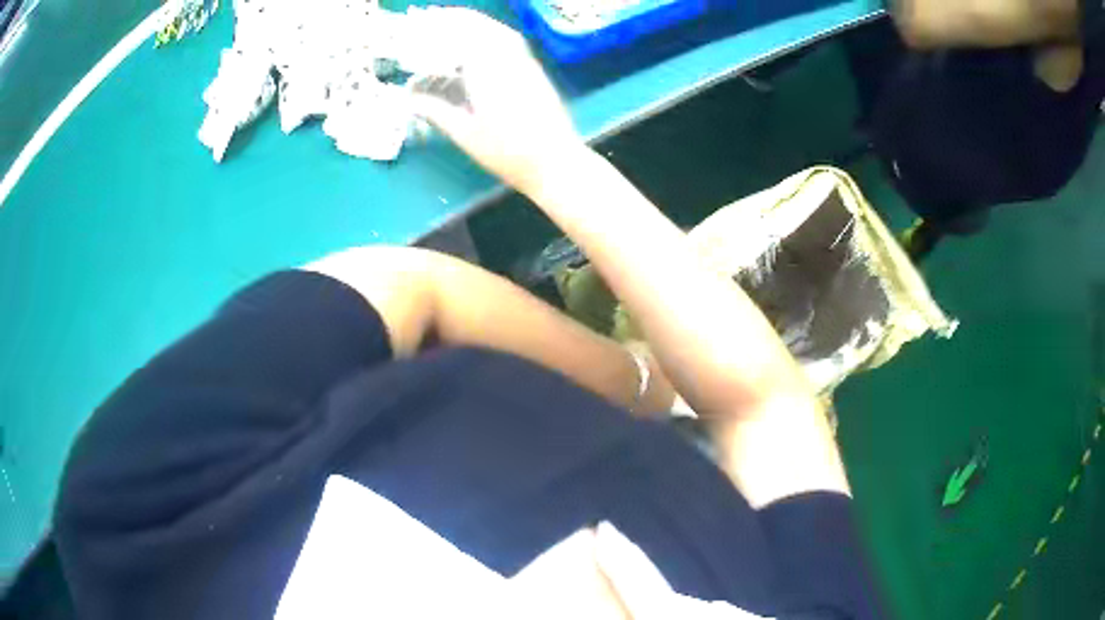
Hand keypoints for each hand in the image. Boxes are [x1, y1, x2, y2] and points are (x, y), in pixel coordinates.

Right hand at [408, 9, 583, 195]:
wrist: (556, 161)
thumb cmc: (508, 152)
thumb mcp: (465, 133)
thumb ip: (435, 111)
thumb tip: (409, 100)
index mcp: (487, 69)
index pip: (458, 35)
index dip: (436, 27)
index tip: (417, 25)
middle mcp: (507, 57)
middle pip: (477, 26)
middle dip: (451, 20)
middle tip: (429, 20)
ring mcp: (524, 61)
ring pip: (496, 30)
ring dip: (472, 23)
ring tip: (450, 25)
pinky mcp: (534, 68)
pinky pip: (509, 40)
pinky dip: (490, 32)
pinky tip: (480, 40)